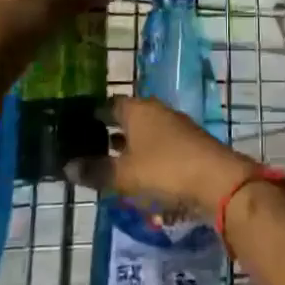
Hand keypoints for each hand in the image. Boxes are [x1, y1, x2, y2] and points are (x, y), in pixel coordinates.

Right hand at [65, 97, 255, 215]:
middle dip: (110, 131)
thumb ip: (96, 170)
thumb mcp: (124, 174)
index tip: (76, 127)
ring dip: (129, 146)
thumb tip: (67, 167)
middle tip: (89, 147)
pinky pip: (159, 147)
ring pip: (144, 133)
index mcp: (138, 109)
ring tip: (110, 162)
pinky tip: (138, 174)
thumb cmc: (164, 169)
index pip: (109, 105)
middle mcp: (156, 111)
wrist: (217, 180)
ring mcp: (175, 127)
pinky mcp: (188, 145)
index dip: (93, 115)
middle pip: (128, 117)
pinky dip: (146, 157)